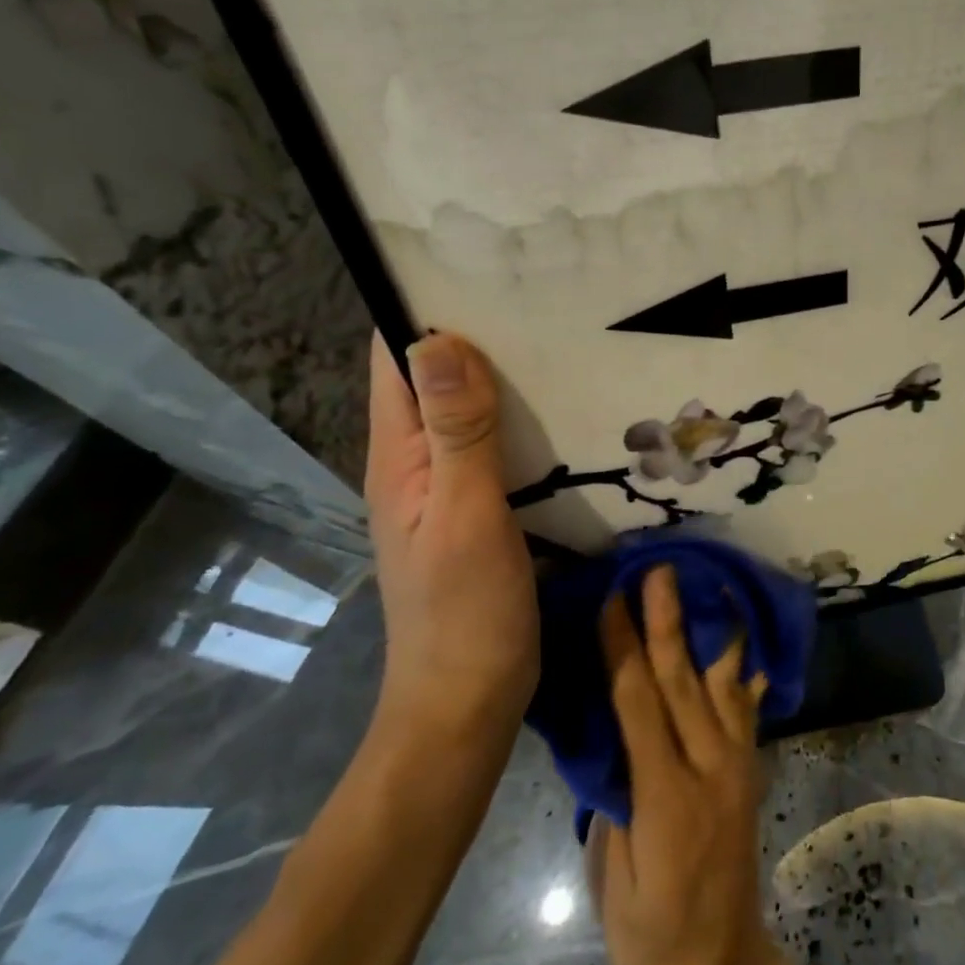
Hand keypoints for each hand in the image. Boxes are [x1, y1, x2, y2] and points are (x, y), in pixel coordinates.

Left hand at [364, 332, 537, 740]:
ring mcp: (449, 485)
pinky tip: (569, 410)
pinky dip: (524, 420)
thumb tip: (438, 339)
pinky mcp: (481, 508)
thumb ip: (457, 432)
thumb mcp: (464, 516)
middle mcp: (416, 459)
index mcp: (398, 453)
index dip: (425, 305)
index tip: (484, 265)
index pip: (395, 357)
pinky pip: (497, 445)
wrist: (468, 700)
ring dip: (506, 376)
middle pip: (437, 376)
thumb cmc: (463, 611)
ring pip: (471, 409)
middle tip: (547, 296)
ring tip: (566, 339)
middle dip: (479, 333)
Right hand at [587, 567, 769, 964]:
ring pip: (720, 683)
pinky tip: (746, 637)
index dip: (623, 650)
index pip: (639, 706)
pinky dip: (743, 668)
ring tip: (708, 584)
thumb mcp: (615, 882)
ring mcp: (737, 763)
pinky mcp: (750, 766)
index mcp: (666, 795)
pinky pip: (746, 707)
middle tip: (659, 572)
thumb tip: (609, 741)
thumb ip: (614, 806)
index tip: (611, 603)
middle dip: (666, 622)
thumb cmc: (651, 930)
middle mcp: (709, 766)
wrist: (721, 962)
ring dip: (708, 630)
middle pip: (682, 682)